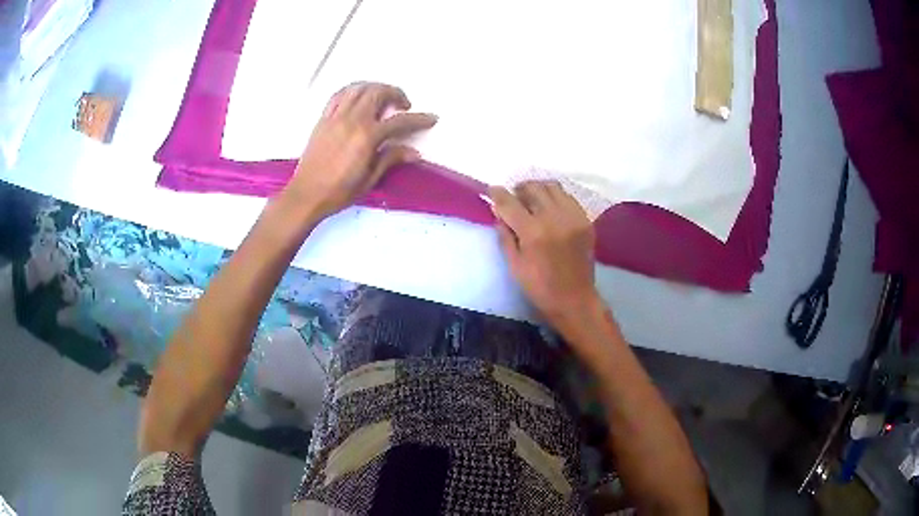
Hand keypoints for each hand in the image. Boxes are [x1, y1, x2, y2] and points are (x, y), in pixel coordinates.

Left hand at [286, 82, 437, 216]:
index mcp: (366, 136)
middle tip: (403, 104)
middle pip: (378, 92)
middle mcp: (352, 120)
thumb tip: (413, 152)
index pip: (399, 121)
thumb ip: (391, 159)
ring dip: (375, 87)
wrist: (306, 194)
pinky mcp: (323, 119)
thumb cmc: (338, 191)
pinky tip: (358, 97)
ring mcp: (336, 116)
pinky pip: (340, 95)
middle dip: (396, 93)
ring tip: (382, 97)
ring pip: (359, 88)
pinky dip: (353, 90)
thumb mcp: (369, 179)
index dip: (418, 119)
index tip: (431, 118)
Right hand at [489, 181, 601, 329]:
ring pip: (552, 187)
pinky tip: (551, 208)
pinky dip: (556, 197)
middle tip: (514, 198)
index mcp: (532, 232)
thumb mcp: (514, 264)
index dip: (498, 193)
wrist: (574, 299)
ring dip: (538, 189)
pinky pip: (568, 197)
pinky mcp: (585, 220)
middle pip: (532, 188)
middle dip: (519, 189)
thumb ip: (505, 235)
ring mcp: (572, 217)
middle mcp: (554, 218)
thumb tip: (499, 212)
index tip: (492, 189)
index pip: (510, 202)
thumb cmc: (539, 287)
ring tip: (532, 199)